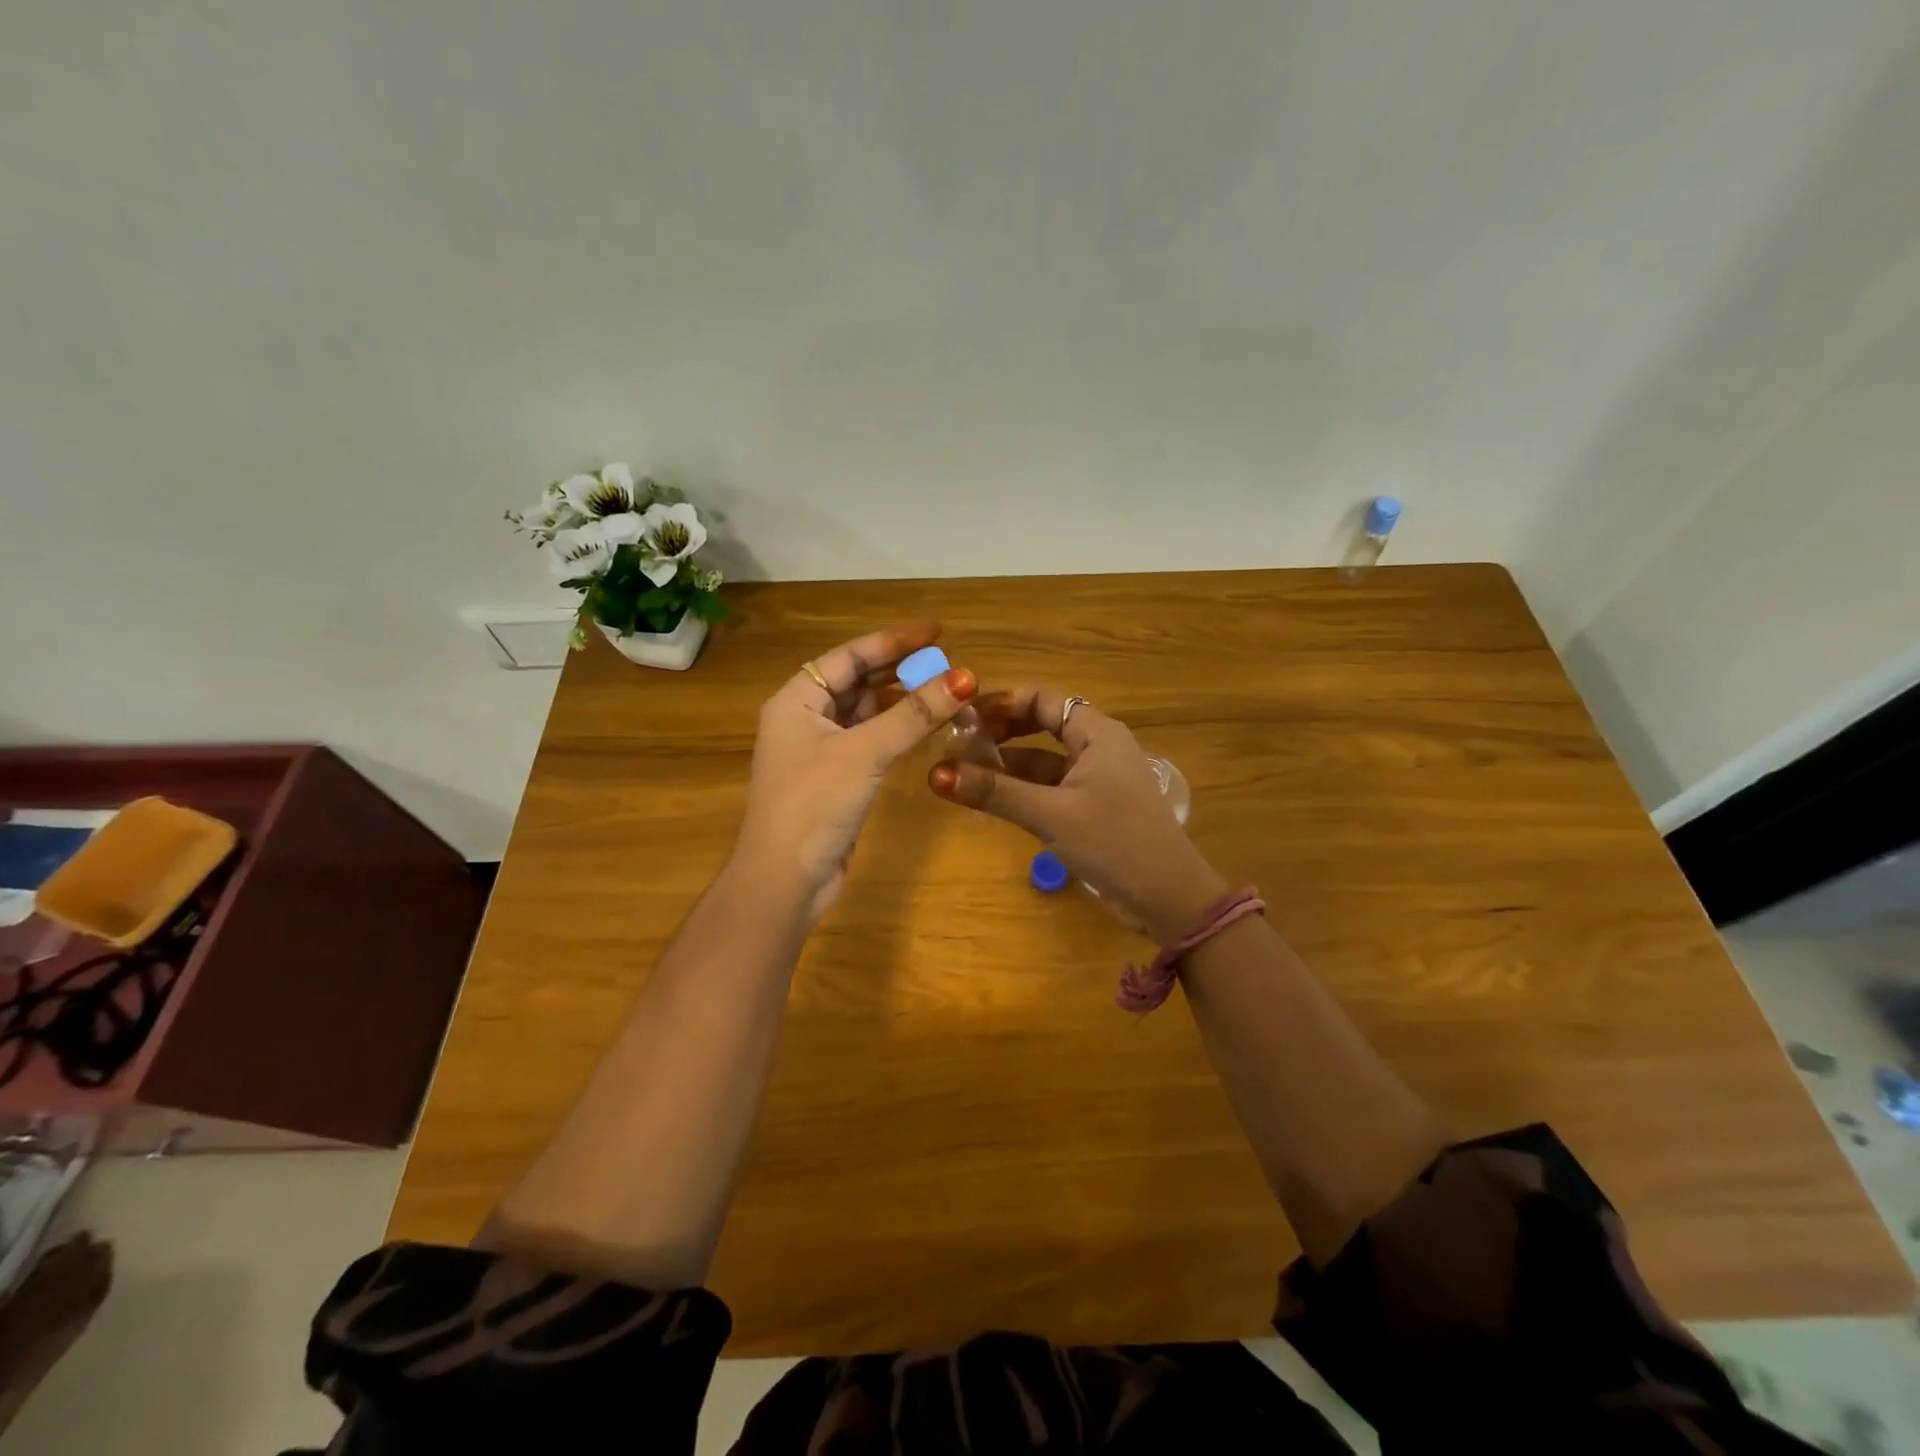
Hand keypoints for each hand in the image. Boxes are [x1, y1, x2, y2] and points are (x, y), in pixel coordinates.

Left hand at [736, 623, 974, 923]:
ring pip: (868, 712)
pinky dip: (897, 731)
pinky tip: (926, 728)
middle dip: (902, 671)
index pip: (851, 655)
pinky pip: (871, 740)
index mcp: (797, 699)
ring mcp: (820, 750)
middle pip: (859, 681)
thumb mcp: (865, 752)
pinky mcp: (836, 778)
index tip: (938, 632)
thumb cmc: (814, 804)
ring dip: (903, 702)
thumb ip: (914, 714)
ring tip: (946, 692)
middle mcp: (805, 717)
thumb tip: (965, 678)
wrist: (784, 881)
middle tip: (949, 664)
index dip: (895, 641)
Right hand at [929, 687, 1228, 943]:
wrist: (1170, 898)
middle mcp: (1098, 746)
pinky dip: (1023, 789)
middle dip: (1001, 731)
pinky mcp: (1094, 807)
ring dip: (1008, 763)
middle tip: (959, 743)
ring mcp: (1097, 778)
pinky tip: (993, 799)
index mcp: (1097, 733)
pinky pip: (1051, 787)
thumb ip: (995, 792)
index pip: (1042, 698)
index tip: (961, 717)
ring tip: (964, 772)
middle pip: (1042, 724)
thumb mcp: (1051, 815)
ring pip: (1044, 759)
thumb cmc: (1115, 842)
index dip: (1001, 702)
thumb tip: (936, 773)